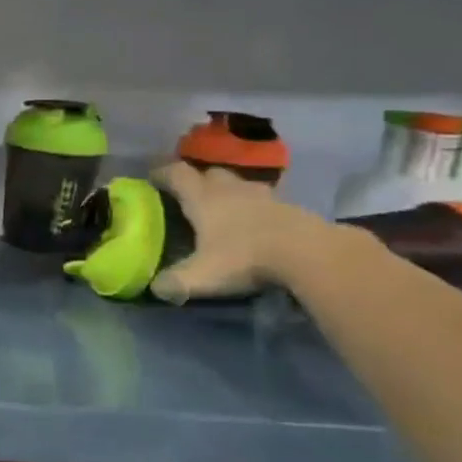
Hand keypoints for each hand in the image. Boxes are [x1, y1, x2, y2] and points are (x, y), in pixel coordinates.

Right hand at [147, 162, 334, 302]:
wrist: (310, 254)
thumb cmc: (246, 258)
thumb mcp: (202, 276)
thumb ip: (175, 282)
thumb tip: (157, 288)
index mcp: (203, 198)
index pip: (177, 174)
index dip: (162, 173)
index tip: (152, 179)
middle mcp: (231, 189)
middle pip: (210, 173)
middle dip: (198, 180)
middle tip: (189, 196)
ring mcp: (264, 195)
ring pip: (240, 184)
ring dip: (229, 192)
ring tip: (223, 209)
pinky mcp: (291, 206)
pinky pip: (265, 199)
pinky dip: (255, 207)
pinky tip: (255, 223)